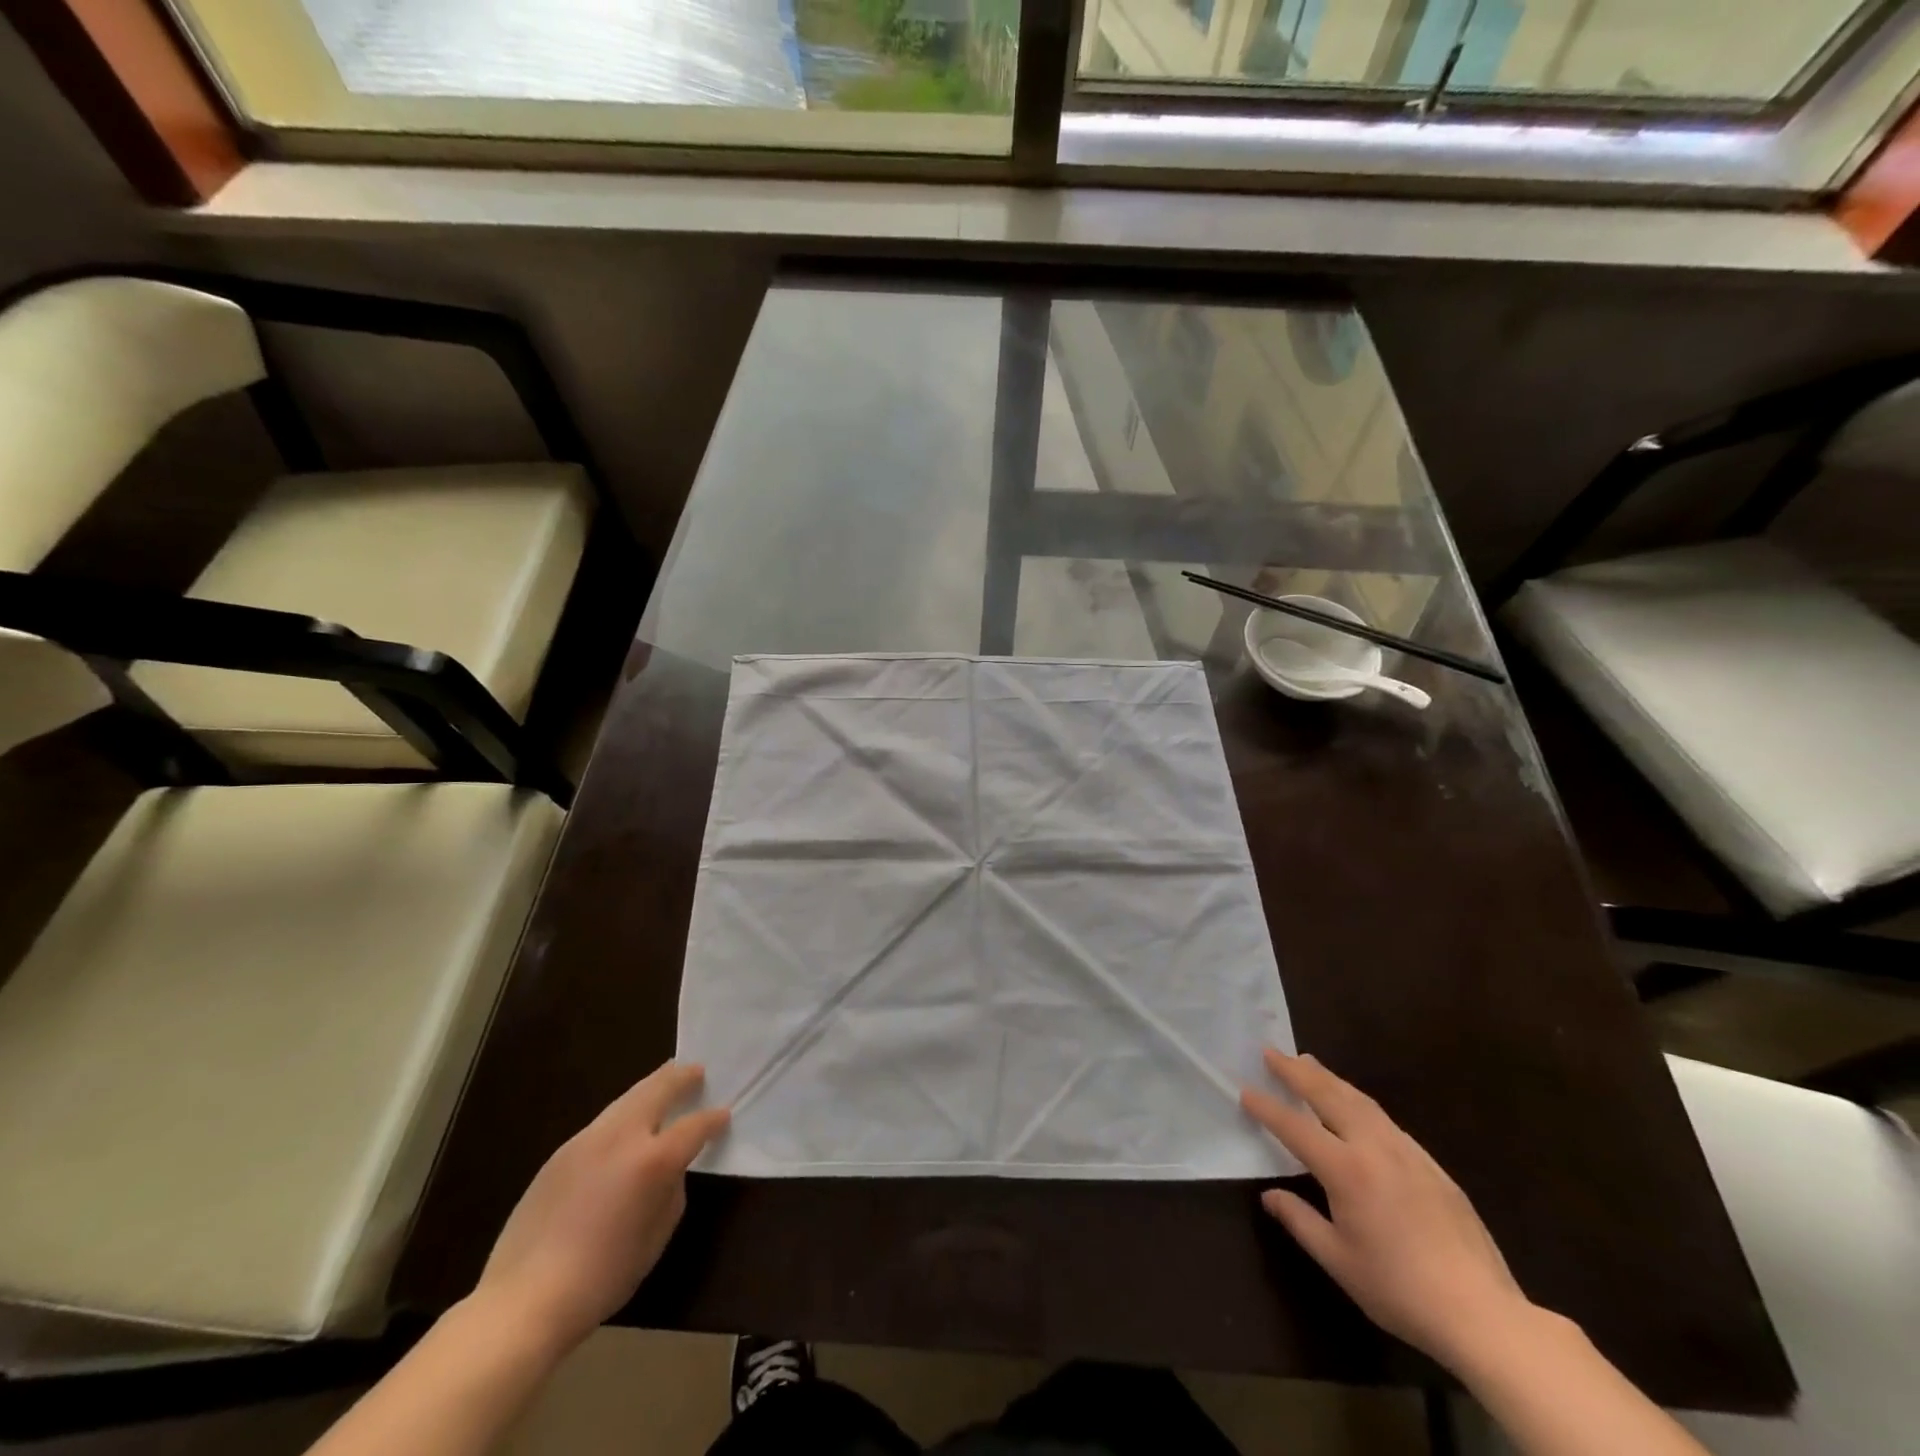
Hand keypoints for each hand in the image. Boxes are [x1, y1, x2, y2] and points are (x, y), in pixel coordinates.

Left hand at [472, 1062, 729, 1355]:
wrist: (523, 1301)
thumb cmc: (602, 1277)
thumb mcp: (655, 1239)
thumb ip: (671, 1192)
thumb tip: (670, 1172)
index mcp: (653, 1160)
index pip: (694, 1126)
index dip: (712, 1119)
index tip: (723, 1115)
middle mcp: (622, 1136)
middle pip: (657, 1089)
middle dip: (680, 1077)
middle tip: (696, 1071)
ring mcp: (586, 1140)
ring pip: (627, 1099)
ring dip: (650, 1089)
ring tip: (664, 1086)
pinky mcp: (560, 1153)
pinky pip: (603, 1123)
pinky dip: (623, 1115)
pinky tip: (625, 1130)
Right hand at [1241, 1048, 1529, 1369]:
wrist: (1483, 1314)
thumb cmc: (1400, 1290)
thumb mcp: (1339, 1261)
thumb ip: (1300, 1221)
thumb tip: (1269, 1196)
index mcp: (1346, 1170)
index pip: (1295, 1127)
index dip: (1267, 1108)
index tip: (1245, 1090)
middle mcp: (1374, 1148)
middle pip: (1329, 1096)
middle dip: (1297, 1072)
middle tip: (1272, 1052)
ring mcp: (1408, 1153)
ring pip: (1360, 1100)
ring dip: (1329, 1078)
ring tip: (1308, 1062)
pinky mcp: (1432, 1166)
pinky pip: (1386, 1119)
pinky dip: (1358, 1101)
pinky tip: (1355, 1106)